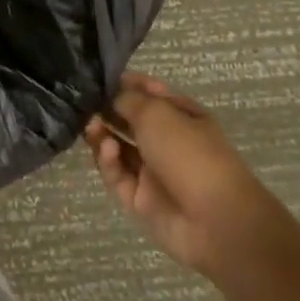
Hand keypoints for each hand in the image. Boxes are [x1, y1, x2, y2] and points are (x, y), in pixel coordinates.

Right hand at [84, 73, 283, 280]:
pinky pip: (117, 175)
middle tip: (84, 103)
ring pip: (119, 147)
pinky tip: (108, 151)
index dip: (126, 84)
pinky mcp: (140, 198)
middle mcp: (168, 142)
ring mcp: (153, 171)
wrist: (216, 222)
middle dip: (107, 110)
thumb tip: (107, 95)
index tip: (99, 78)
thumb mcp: (157, 113)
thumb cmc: (190, 153)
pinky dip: (108, 161)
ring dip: (102, 134)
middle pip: (130, 121)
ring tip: (90, 125)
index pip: (150, 93)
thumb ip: (126, 99)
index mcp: (183, 117)